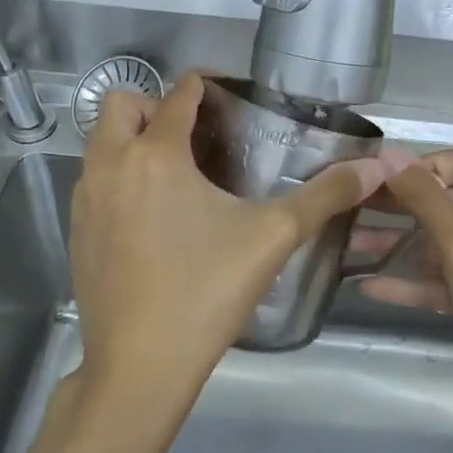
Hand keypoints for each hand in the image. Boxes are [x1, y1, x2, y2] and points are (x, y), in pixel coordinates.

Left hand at [68, 73, 397, 434]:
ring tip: (177, 171)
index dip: (205, 86)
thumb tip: (376, 168)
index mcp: (156, 155)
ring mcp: (85, 199)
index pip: (178, 94)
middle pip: (122, 105)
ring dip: (132, 139)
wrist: (139, 367)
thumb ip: (325, 195)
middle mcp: (110, 165)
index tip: (230, 96)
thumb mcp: (273, 238)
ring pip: (100, 143)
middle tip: (196, 134)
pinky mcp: (76, 231)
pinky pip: (93, 179)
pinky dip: (117, 175)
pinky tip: (151, 215)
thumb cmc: (206, 292)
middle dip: (155, 105)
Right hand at [360, 151, 452, 444]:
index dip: (423, 166)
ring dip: (399, 245)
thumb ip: (424, 198)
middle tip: (352, 207)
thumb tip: (388, 153)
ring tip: (348, 245)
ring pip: (444, 244)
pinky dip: (413, 281)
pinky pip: (446, 279)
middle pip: (451, 203)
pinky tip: (369, 286)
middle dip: (402, 207)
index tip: (378, 178)